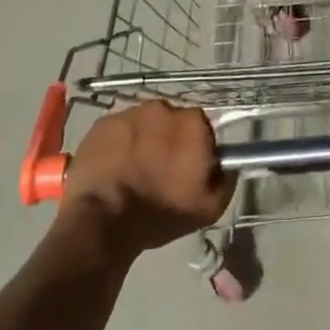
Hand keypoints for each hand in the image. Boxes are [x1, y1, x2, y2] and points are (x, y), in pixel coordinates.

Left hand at [60, 100, 235, 259]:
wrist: (102, 221)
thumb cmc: (160, 214)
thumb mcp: (209, 208)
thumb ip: (227, 180)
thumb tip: (227, 165)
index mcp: (192, 123)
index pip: (202, 126)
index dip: (196, 146)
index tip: (188, 167)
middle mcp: (163, 108)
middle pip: (172, 121)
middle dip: (169, 139)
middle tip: (160, 169)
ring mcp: (129, 113)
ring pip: (144, 123)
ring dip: (143, 139)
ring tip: (133, 169)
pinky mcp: (102, 123)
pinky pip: (118, 130)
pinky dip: (119, 143)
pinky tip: (114, 167)